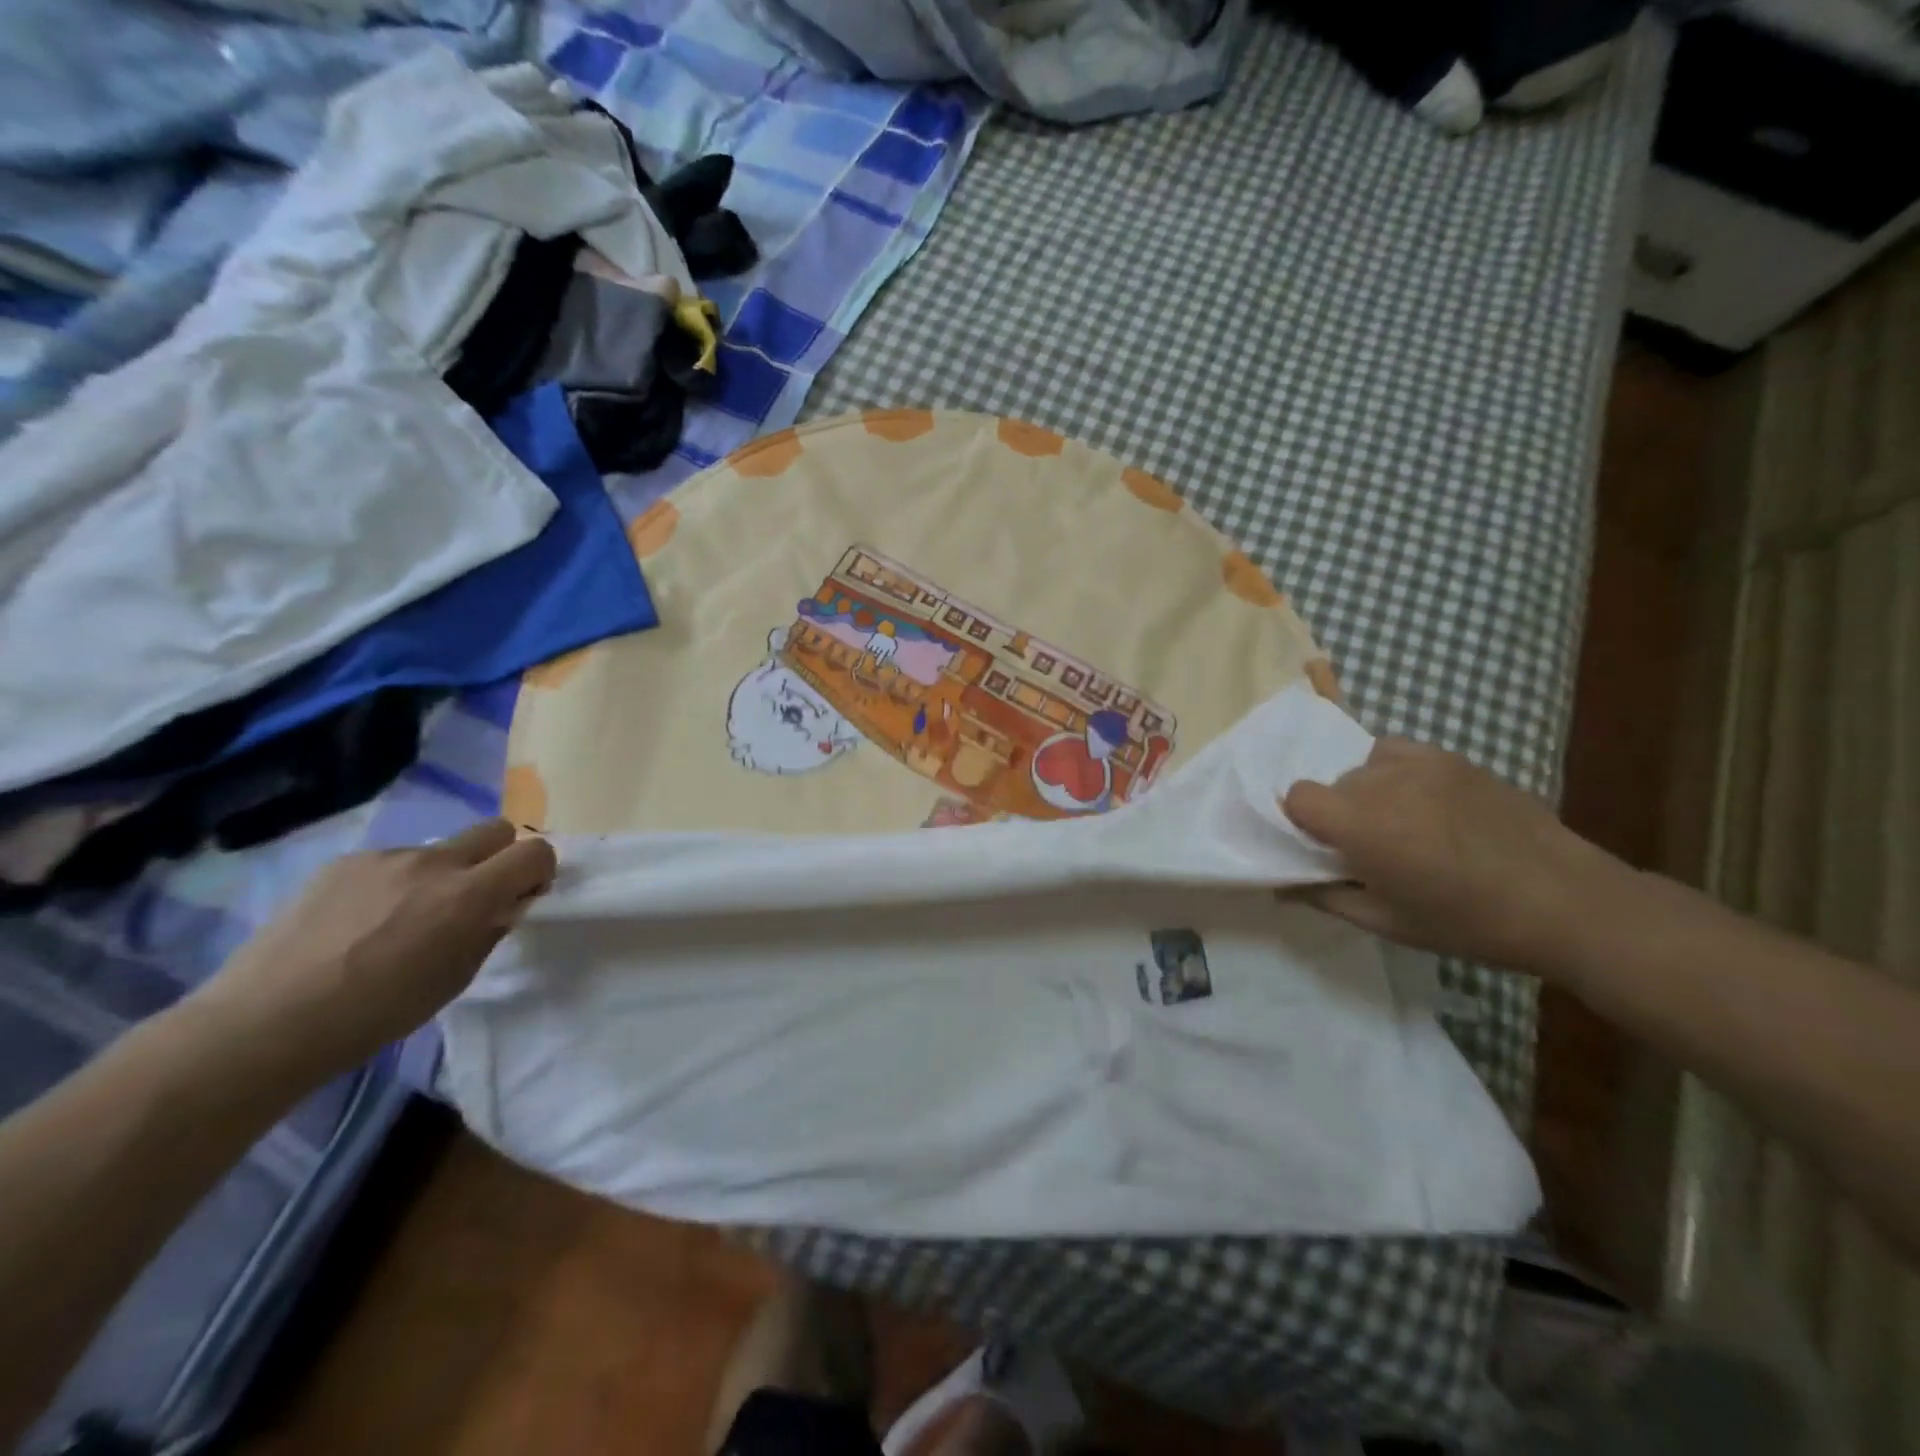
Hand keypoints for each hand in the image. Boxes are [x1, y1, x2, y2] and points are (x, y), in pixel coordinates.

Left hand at [188, 820, 556, 1075]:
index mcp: (468, 894)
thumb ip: (488, 930)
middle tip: (476, 897)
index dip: (539, 871)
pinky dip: (394, 883)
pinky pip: (389, 862)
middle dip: (499, 856)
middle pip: (495, 829)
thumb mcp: (456, 978)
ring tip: (402, 920)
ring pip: (438, 849)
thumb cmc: (377, 1014)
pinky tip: (360, 922)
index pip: (535, 852)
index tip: (522, 897)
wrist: (266, 1024)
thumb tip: (502, 906)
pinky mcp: (342, 863)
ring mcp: (383, 858)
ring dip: (440, 874)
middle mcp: (432, 863)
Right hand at [1283, 737, 1627, 972]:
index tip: (1327, 848)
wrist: (1565, 902)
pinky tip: (1423, 801)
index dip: (1303, 822)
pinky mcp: (1453, 758)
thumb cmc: (1469, 923)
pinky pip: (1397, 752)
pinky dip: (1394, 771)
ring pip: (1363, 768)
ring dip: (1368, 793)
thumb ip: (1326, 898)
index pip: (1297, 796)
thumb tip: (1283, 886)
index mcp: (1363, 826)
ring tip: (1404, 824)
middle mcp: (1384, 783)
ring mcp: (1422, 764)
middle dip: (1339, 812)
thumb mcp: (1388, 923)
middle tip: (1371, 848)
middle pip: (1331, 783)